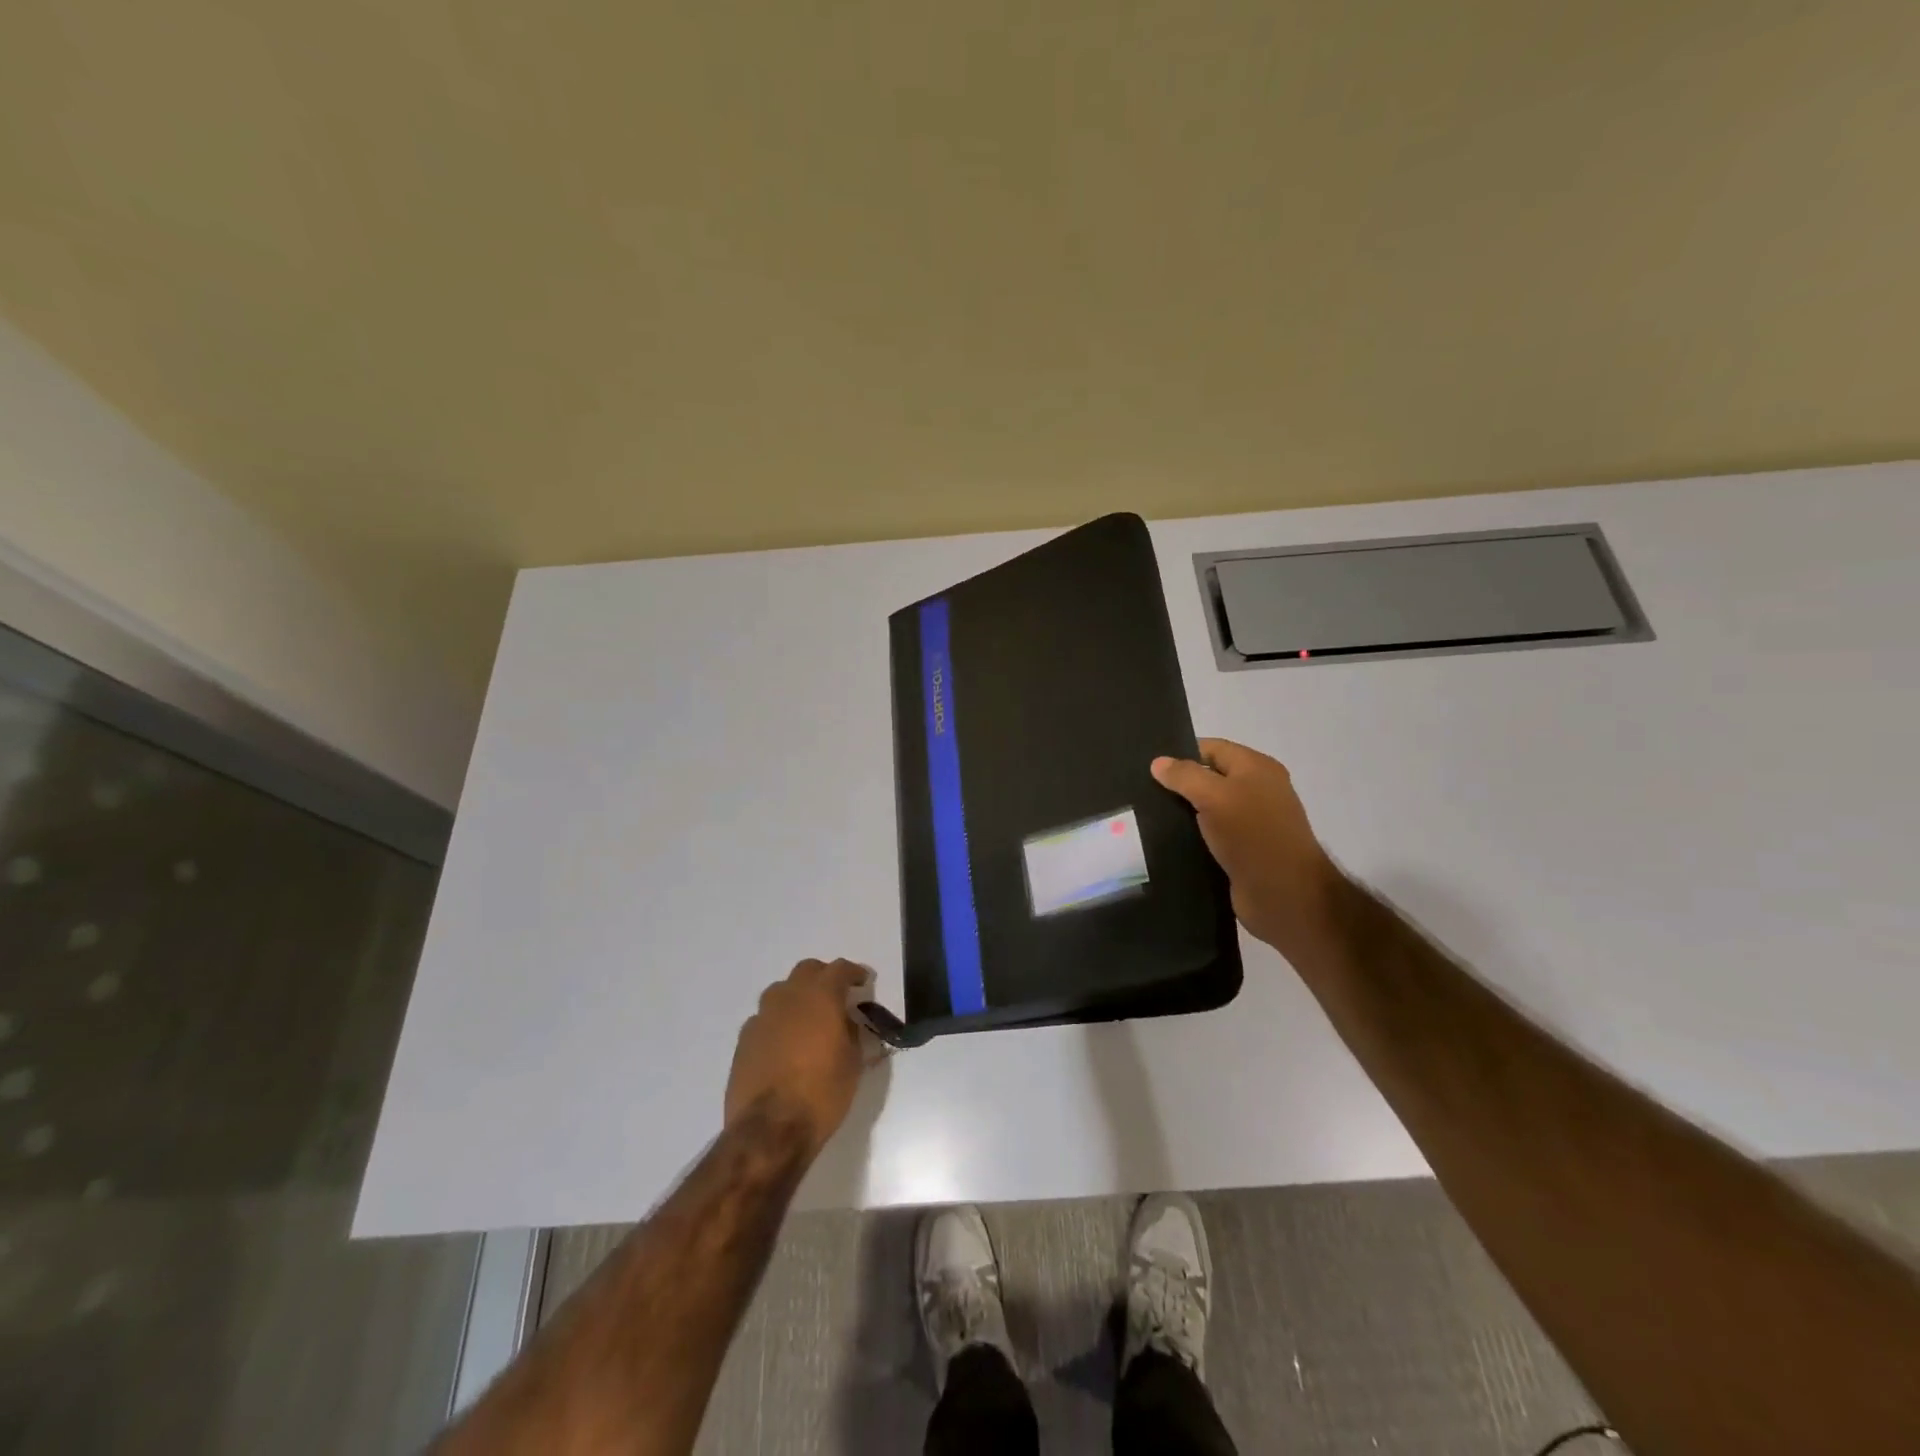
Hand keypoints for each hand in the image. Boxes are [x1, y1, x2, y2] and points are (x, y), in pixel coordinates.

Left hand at [725, 959, 866, 1156]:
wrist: (770, 1129)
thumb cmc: (822, 1093)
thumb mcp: (852, 1063)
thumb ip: (851, 1032)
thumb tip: (846, 1022)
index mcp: (820, 996)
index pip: (839, 969)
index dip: (853, 972)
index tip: (862, 981)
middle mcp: (789, 997)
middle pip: (807, 970)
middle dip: (823, 977)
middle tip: (835, 995)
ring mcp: (762, 1016)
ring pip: (781, 991)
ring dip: (797, 997)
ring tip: (807, 1018)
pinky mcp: (744, 1039)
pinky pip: (764, 1018)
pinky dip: (778, 1022)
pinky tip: (784, 1043)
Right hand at [1151, 739, 1340, 961]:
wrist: (1284, 894)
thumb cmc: (1252, 835)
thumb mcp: (1215, 796)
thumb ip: (1185, 776)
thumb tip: (1158, 762)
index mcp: (1257, 768)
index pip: (1212, 748)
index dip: (1182, 753)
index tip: (1149, 766)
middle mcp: (1256, 790)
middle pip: (1210, 777)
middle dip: (1180, 783)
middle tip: (1142, 790)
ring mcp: (1251, 822)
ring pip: (1208, 808)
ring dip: (1183, 812)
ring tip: (1146, 816)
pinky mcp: (1242, 850)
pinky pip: (1211, 834)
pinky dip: (1192, 836)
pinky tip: (1166, 840)